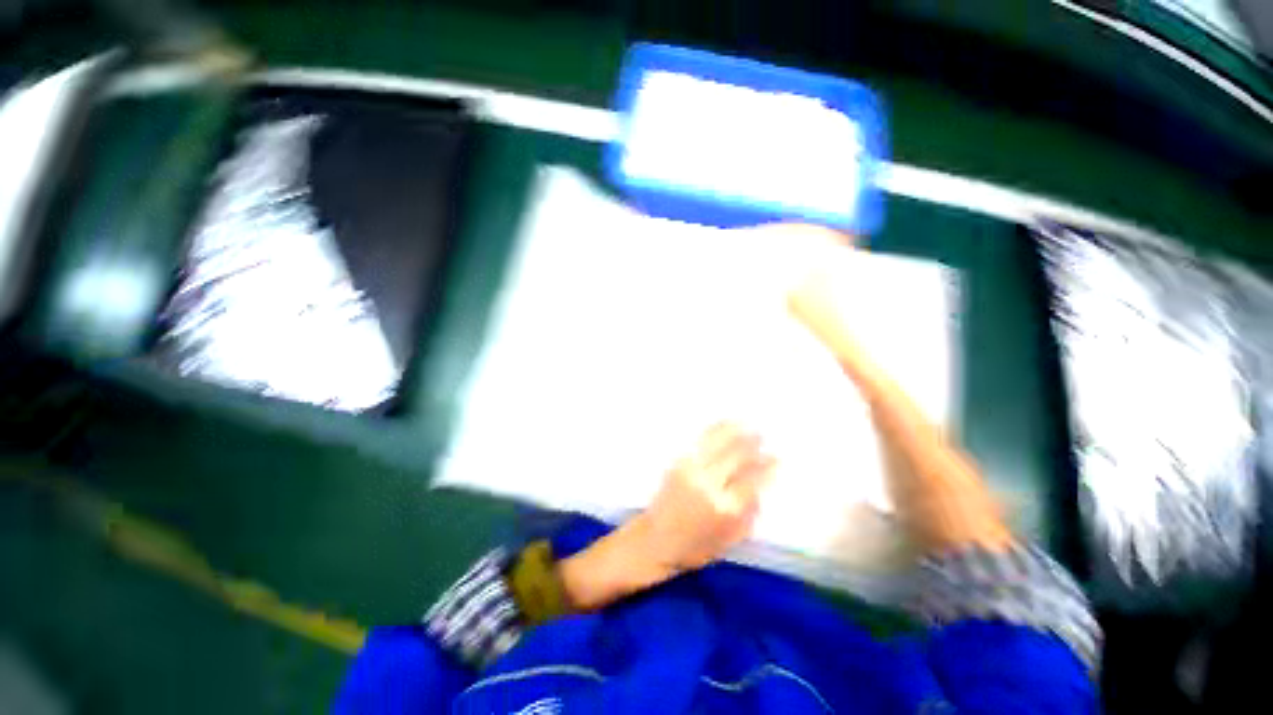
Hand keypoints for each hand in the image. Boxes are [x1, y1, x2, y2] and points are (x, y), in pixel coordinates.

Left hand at [633, 423, 775, 573]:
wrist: (655, 540)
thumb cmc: (695, 547)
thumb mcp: (730, 540)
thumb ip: (749, 514)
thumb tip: (761, 488)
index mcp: (726, 507)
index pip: (752, 479)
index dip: (767, 466)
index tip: (777, 457)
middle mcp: (710, 483)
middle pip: (737, 456)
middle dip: (752, 443)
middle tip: (763, 435)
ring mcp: (692, 469)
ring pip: (718, 443)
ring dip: (735, 431)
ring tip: (747, 423)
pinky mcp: (679, 462)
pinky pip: (701, 441)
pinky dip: (715, 430)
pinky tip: (724, 424)